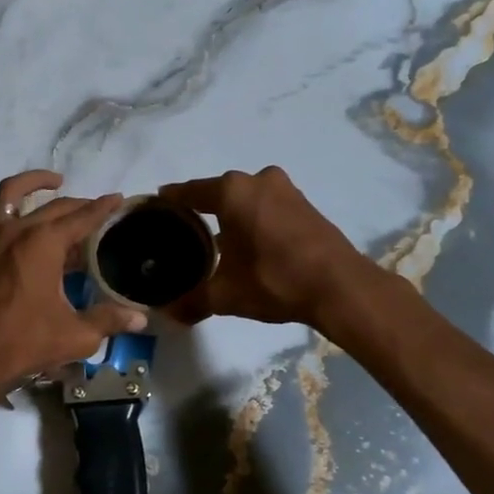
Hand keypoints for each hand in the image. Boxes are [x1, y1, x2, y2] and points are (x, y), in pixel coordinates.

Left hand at [0, 170, 147, 386]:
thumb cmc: (25, 342)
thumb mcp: (77, 335)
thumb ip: (109, 321)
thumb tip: (139, 319)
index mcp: (45, 244)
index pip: (82, 218)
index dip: (103, 208)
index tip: (118, 199)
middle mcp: (17, 232)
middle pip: (53, 206)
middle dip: (78, 203)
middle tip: (96, 209)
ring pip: (7, 195)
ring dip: (30, 183)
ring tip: (51, 182)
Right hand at [158, 166, 365, 326]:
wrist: (340, 287)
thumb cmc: (274, 280)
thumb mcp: (226, 295)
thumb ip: (192, 300)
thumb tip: (167, 313)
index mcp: (232, 191)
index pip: (189, 192)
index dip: (169, 201)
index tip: (154, 209)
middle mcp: (257, 180)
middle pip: (218, 192)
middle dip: (200, 211)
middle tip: (182, 234)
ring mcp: (285, 189)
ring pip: (245, 198)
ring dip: (230, 216)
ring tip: (214, 241)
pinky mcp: (305, 204)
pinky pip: (266, 206)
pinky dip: (253, 219)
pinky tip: (247, 243)